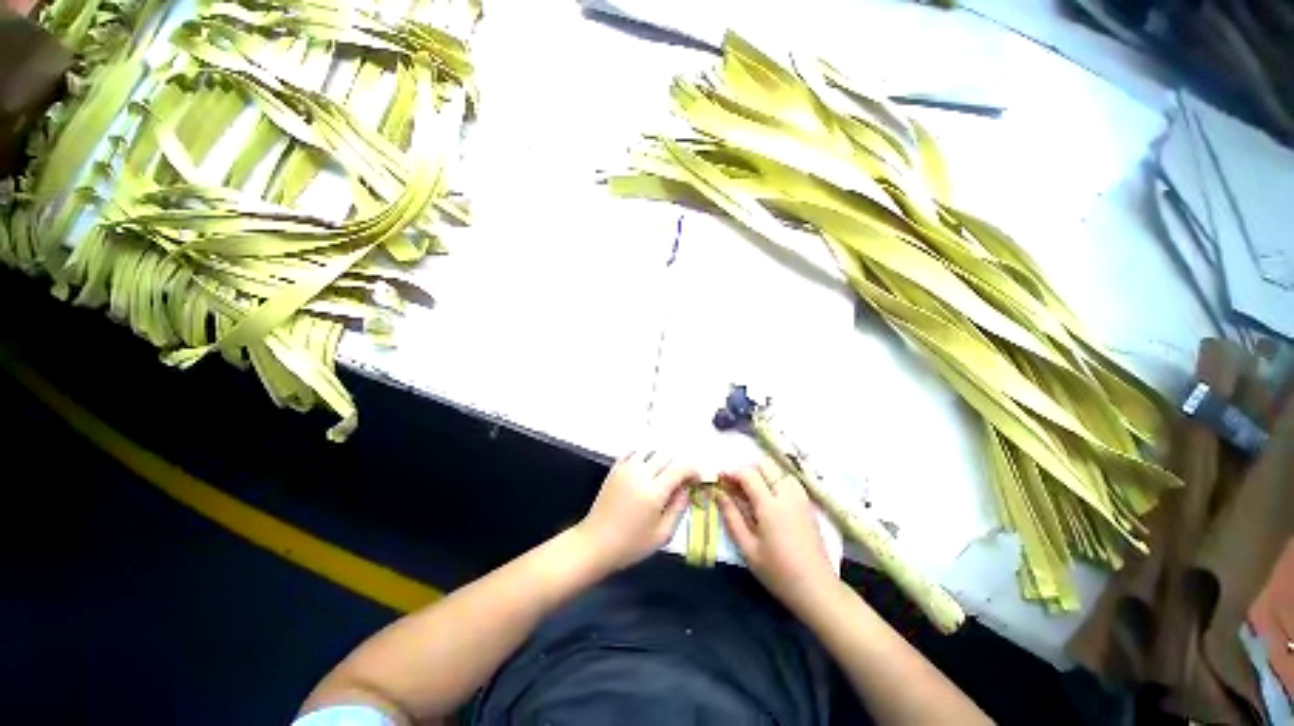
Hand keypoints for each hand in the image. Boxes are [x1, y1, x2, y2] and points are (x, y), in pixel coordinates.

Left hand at [576, 451, 696, 572]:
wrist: (595, 543)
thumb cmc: (631, 544)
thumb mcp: (662, 534)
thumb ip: (678, 508)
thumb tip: (686, 489)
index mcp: (654, 491)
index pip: (680, 467)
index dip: (692, 470)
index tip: (696, 480)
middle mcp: (641, 473)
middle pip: (667, 456)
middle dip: (678, 466)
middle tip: (681, 480)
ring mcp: (626, 468)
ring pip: (651, 451)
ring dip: (661, 459)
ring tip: (663, 474)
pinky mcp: (615, 469)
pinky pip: (633, 452)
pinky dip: (644, 455)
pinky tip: (646, 468)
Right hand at [717, 458, 836, 613]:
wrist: (817, 589)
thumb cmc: (778, 572)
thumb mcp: (748, 548)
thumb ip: (731, 517)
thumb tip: (717, 493)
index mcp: (770, 506)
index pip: (748, 474)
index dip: (732, 473)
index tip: (720, 480)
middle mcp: (787, 495)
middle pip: (765, 464)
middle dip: (748, 469)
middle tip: (736, 486)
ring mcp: (801, 498)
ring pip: (779, 469)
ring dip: (763, 473)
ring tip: (752, 492)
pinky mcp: (808, 504)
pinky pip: (789, 479)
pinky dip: (776, 479)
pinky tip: (770, 497)